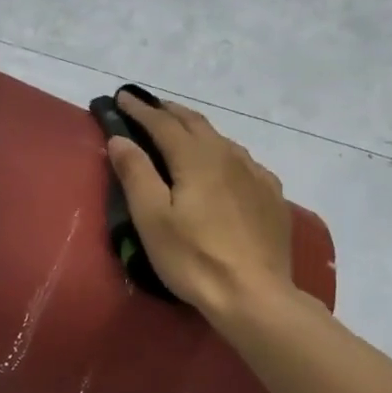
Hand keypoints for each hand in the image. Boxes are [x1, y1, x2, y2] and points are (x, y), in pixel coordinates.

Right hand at [107, 90, 293, 319]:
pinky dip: (222, 153)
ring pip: (222, 140)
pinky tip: (223, 165)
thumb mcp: (152, 219)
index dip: (140, 109)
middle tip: (148, 107)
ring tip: (180, 131)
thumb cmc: (194, 258)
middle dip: (168, 112)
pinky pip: (243, 162)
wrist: (254, 295)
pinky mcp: (271, 196)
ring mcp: (256, 175)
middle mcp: (229, 156)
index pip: (162, 123)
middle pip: (195, 123)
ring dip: (196, 130)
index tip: (122, 98)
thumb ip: (136, 173)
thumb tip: (120, 138)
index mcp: (197, 158)